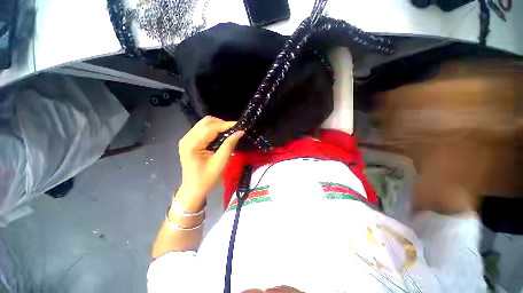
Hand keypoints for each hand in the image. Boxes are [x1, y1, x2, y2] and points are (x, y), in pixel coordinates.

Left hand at [177, 116, 243, 204]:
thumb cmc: (207, 178)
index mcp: (192, 144)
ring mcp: (187, 139)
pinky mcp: (190, 141)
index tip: (240, 126)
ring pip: (205, 124)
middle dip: (222, 124)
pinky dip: (214, 130)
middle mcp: (187, 138)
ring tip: (230, 132)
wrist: (194, 189)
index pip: (210, 128)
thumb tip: (240, 132)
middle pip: (206, 122)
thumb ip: (229, 145)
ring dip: (219, 126)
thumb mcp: (220, 162)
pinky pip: (203, 129)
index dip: (226, 125)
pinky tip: (222, 136)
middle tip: (235, 130)